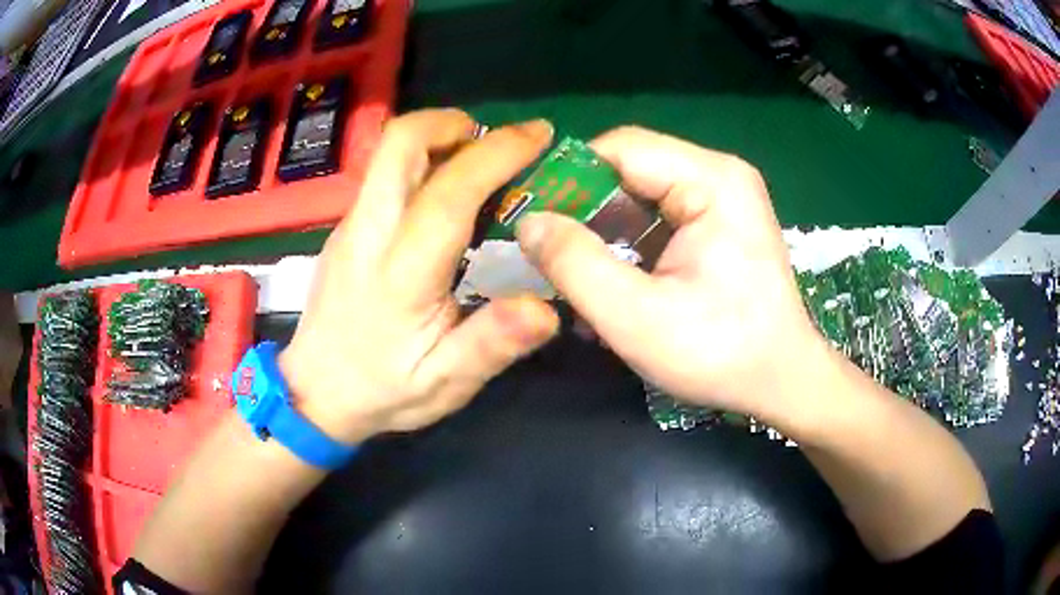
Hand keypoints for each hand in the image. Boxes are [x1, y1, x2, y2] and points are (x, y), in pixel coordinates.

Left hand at [280, 110, 559, 443]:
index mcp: (401, 271)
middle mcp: (369, 232)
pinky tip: (446, 195)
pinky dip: (422, 162)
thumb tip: (546, 309)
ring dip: (438, 139)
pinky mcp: (346, 229)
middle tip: (496, 142)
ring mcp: (351, 226)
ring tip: (479, 162)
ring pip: (389, 154)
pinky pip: (384, 176)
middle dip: (452, 123)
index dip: (498, 152)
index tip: (539, 135)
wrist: (314, 394)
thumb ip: (491, 344)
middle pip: (400, 143)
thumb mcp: (444, 382)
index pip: (450, 190)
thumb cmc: (382, 390)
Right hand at [515, 126, 828, 423]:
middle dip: (583, 210)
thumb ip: (575, 264)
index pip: (620, 148)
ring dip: (602, 231)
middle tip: (545, 252)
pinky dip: (627, 245)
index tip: (529, 216)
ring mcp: (722, 199)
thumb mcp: (636, 317)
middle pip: (630, 168)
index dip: (567, 177)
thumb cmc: (720, 354)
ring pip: (639, 195)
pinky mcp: (718, 223)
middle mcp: (719, 175)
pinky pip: (658, 217)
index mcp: (711, 181)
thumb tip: (527, 222)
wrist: (783, 382)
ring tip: (573, 274)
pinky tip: (610, 281)